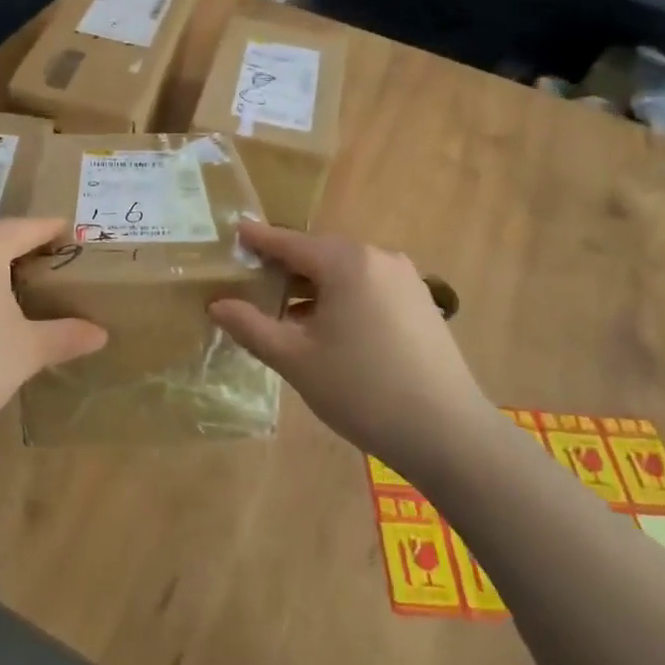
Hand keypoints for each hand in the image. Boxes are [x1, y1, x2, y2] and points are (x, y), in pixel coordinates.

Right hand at [209, 222, 491, 473]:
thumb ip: (252, 326)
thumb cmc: (361, 390)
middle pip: (319, 254)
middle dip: (285, 267)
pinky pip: (369, 288)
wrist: (447, 433)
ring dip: (313, 287)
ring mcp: (405, 280)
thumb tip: (217, 305)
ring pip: (345, 272)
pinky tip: (328, 329)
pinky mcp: (421, 303)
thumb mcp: (296, 359)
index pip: (290, 242)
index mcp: (346, 262)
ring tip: (286, 313)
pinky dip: (342, 297)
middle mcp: (379, 258)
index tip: (236, 230)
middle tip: (253, 283)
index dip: (259, 239)